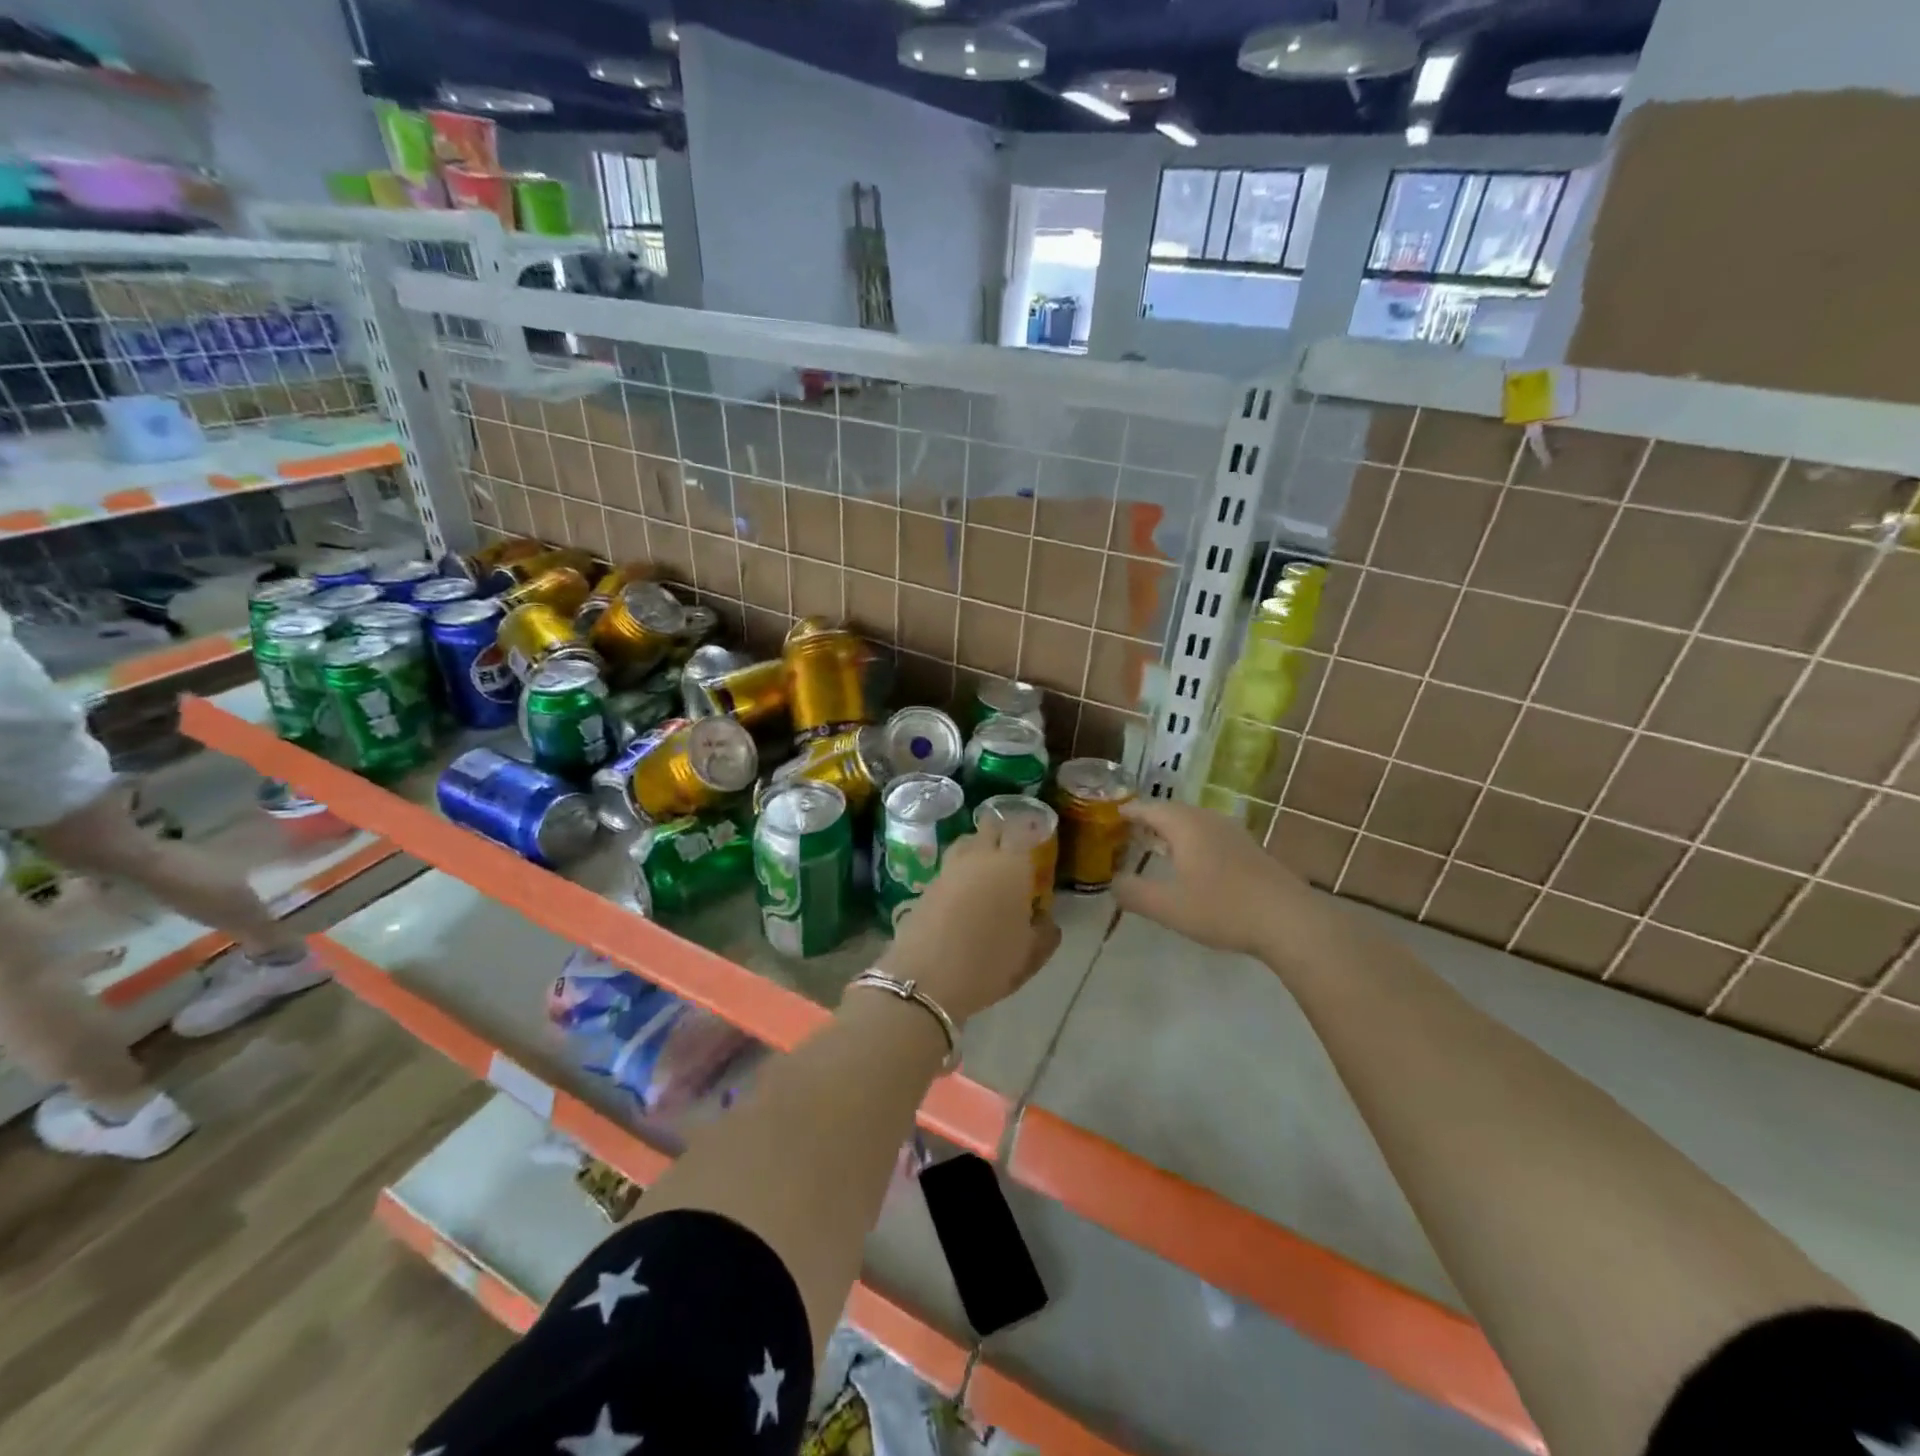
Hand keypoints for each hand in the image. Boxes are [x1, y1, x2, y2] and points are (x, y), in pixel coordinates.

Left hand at [879, 820, 1061, 1024]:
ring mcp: (949, 868)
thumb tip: (1045, 920)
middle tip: (1013, 849)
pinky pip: (950, 866)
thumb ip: (1044, 933)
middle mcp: (980, 857)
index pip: (1022, 830)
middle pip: (990, 828)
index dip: (1031, 828)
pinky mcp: (927, 884)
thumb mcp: (1029, 956)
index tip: (1038, 834)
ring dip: (978, 847)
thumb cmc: (988, 963)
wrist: (926, 978)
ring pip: (966, 843)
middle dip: (1002, 831)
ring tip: (987, 867)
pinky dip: (960, 870)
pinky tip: (965, 891)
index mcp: (1012, 866)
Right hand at [1111, 799, 1311, 957]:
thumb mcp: (1168, 907)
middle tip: (1128, 831)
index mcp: (1185, 825)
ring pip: (1194, 823)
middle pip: (1172, 811)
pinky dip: (1192, 842)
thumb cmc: (1223, 908)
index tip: (1110, 815)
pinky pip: (1210, 835)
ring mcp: (1233, 833)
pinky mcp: (1250, 850)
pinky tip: (1192, 863)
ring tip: (1155, 845)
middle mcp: (1208, 820)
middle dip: (1149, 820)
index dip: (1128, 811)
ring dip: (1172, 831)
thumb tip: (1113, 883)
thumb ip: (1134, 894)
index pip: (1148, 808)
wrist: (1289, 921)